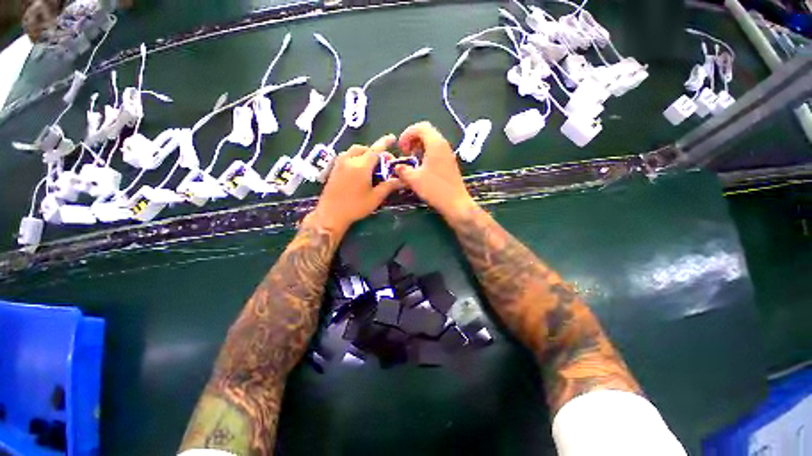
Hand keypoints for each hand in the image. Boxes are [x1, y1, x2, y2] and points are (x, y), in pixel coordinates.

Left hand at [308, 135, 401, 232]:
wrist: (331, 214)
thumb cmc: (355, 206)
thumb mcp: (375, 197)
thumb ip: (389, 186)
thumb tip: (402, 180)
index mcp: (361, 165)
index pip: (376, 149)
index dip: (385, 142)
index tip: (392, 137)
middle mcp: (349, 160)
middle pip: (364, 148)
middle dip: (375, 151)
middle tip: (383, 163)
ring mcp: (339, 164)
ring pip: (354, 151)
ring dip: (364, 153)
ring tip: (371, 164)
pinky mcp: (334, 169)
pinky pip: (346, 156)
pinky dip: (355, 156)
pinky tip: (358, 168)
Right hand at [395, 122, 474, 219]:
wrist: (455, 203)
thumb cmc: (435, 189)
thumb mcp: (414, 180)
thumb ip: (403, 170)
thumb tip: (396, 167)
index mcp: (435, 144)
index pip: (421, 127)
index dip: (407, 134)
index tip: (400, 148)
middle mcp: (443, 145)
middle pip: (427, 132)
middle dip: (413, 139)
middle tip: (405, 152)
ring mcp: (448, 154)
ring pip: (432, 142)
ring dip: (419, 146)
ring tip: (412, 159)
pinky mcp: (449, 163)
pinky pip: (436, 151)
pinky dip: (426, 153)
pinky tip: (421, 167)